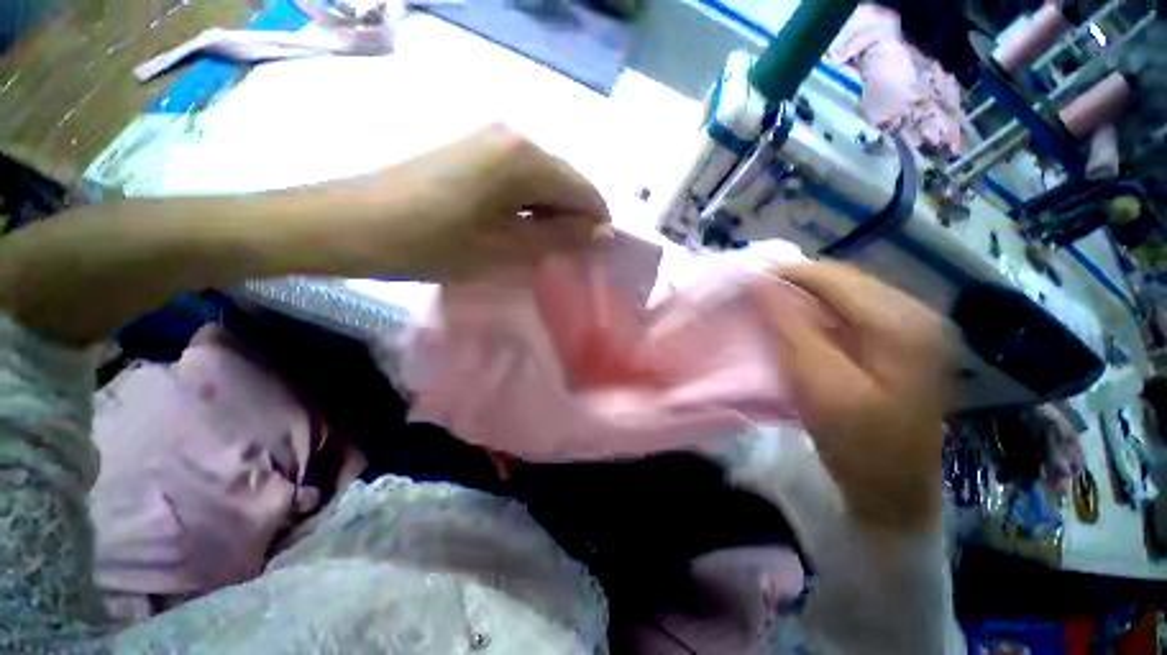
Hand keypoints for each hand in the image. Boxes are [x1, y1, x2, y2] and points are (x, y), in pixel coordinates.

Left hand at [345, 124, 610, 279]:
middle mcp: (515, 138)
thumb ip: (558, 239)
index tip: (588, 260)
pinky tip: (515, 232)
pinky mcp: (475, 151)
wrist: (350, 225)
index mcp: (525, 159)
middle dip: (571, 224)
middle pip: (567, 185)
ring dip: (549, 218)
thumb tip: (601, 234)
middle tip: (561, 261)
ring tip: (537, 252)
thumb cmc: (429, 244)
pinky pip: (521, 181)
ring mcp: (492, 141)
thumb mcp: (503, 250)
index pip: (586, 192)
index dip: (593, 228)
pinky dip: (528, 209)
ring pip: (544, 184)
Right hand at [755, 263, 954, 531]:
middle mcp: (918, 314)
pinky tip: (803, 321)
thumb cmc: (857, 443)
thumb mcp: (818, 384)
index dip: (788, 274)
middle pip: (846, 280)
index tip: (748, 279)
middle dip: (798, 282)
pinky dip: (823, 310)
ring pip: (850, 292)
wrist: (894, 489)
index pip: (836, 278)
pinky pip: (856, 310)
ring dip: (809, 295)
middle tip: (757, 293)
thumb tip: (763, 285)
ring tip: (774, 304)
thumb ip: (792, 328)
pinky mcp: (906, 341)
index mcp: (902, 324)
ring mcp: (917, 327)